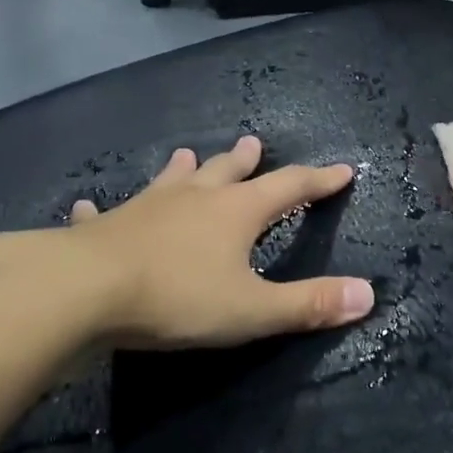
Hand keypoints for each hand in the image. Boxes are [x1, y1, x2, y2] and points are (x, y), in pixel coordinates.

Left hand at [52, 136, 374, 348]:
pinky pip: (108, 211)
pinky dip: (106, 208)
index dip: (319, 180)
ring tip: (186, 154)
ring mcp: (146, 207)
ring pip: (171, 180)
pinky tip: (91, 204)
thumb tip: (368, 294)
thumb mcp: (252, 309)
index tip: (341, 170)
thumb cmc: (177, 297)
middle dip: (246, 161)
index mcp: (235, 212)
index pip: (289, 187)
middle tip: (254, 143)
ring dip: (184, 169)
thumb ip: (308, 304)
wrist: (84, 290)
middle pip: (227, 171)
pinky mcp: (105, 225)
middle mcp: (194, 198)